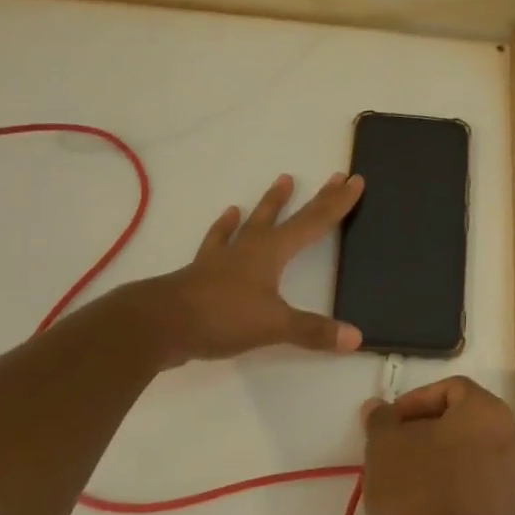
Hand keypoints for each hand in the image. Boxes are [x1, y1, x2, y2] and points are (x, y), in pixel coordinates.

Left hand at [146, 173, 364, 362]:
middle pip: (289, 216)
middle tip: (333, 177)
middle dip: (315, 198)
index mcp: (271, 252)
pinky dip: (224, 230)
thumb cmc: (221, 317)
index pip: (313, 222)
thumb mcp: (274, 326)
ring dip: (269, 204)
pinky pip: (219, 243)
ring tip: (281, 182)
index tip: (354, 180)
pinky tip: (227, 218)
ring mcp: (224, 257)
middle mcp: (250, 247)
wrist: (158, 324)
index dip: (336, 203)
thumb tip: (356, 337)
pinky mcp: (203, 272)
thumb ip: (314, 331)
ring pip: (253, 223)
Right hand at [361, 377, 514, 514]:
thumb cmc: (414, 489)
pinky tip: (428, 498)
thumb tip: (378, 407)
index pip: (451, 389)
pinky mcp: (511, 508)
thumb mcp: (384, 445)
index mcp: (488, 410)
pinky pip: (481, 479)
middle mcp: (513, 435)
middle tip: (396, 445)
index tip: (390, 423)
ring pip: (473, 449)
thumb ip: (382, 418)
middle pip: (465, 418)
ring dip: (442, 453)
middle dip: (428, 427)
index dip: (416, 400)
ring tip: (408, 473)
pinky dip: (457, 479)